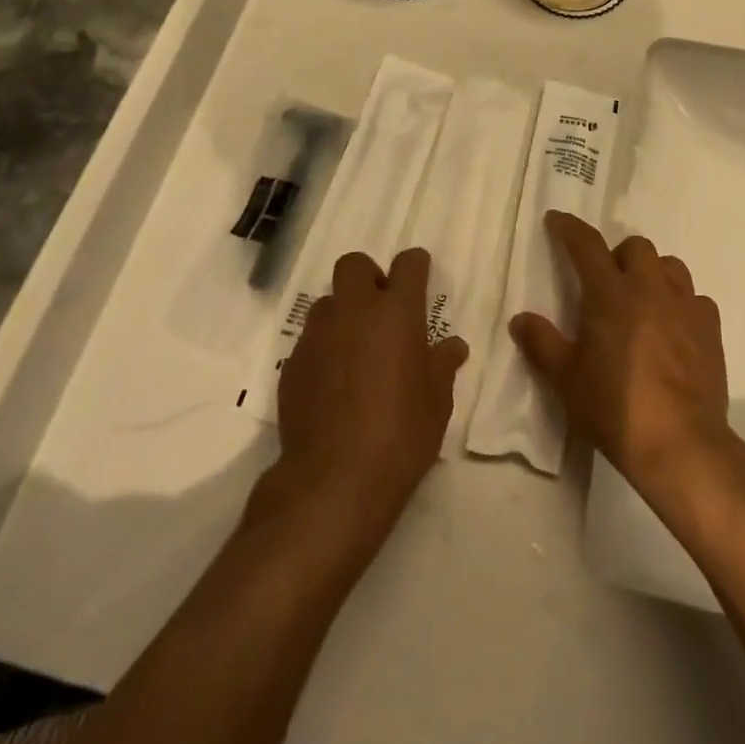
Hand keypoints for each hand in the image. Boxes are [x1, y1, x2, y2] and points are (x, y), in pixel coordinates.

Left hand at [273, 248, 468, 528]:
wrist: (334, 480)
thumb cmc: (400, 434)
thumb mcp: (437, 402)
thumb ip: (443, 365)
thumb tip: (453, 346)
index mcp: (396, 312)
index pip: (408, 264)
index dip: (416, 266)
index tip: (420, 277)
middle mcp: (354, 311)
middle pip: (354, 264)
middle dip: (369, 276)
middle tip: (382, 309)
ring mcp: (317, 335)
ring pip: (328, 302)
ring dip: (343, 313)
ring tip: (356, 349)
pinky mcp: (291, 363)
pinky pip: (310, 340)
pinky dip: (324, 349)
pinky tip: (333, 383)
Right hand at [511, 212, 733, 500]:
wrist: (682, 444)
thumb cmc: (615, 408)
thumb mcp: (566, 380)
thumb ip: (542, 343)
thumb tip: (521, 319)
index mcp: (610, 293)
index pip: (586, 244)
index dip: (569, 228)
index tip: (556, 220)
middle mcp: (649, 288)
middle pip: (636, 246)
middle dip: (618, 255)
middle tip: (606, 282)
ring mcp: (684, 306)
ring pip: (670, 266)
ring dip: (653, 273)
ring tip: (642, 300)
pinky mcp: (710, 330)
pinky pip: (696, 299)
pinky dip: (682, 304)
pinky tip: (674, 328)